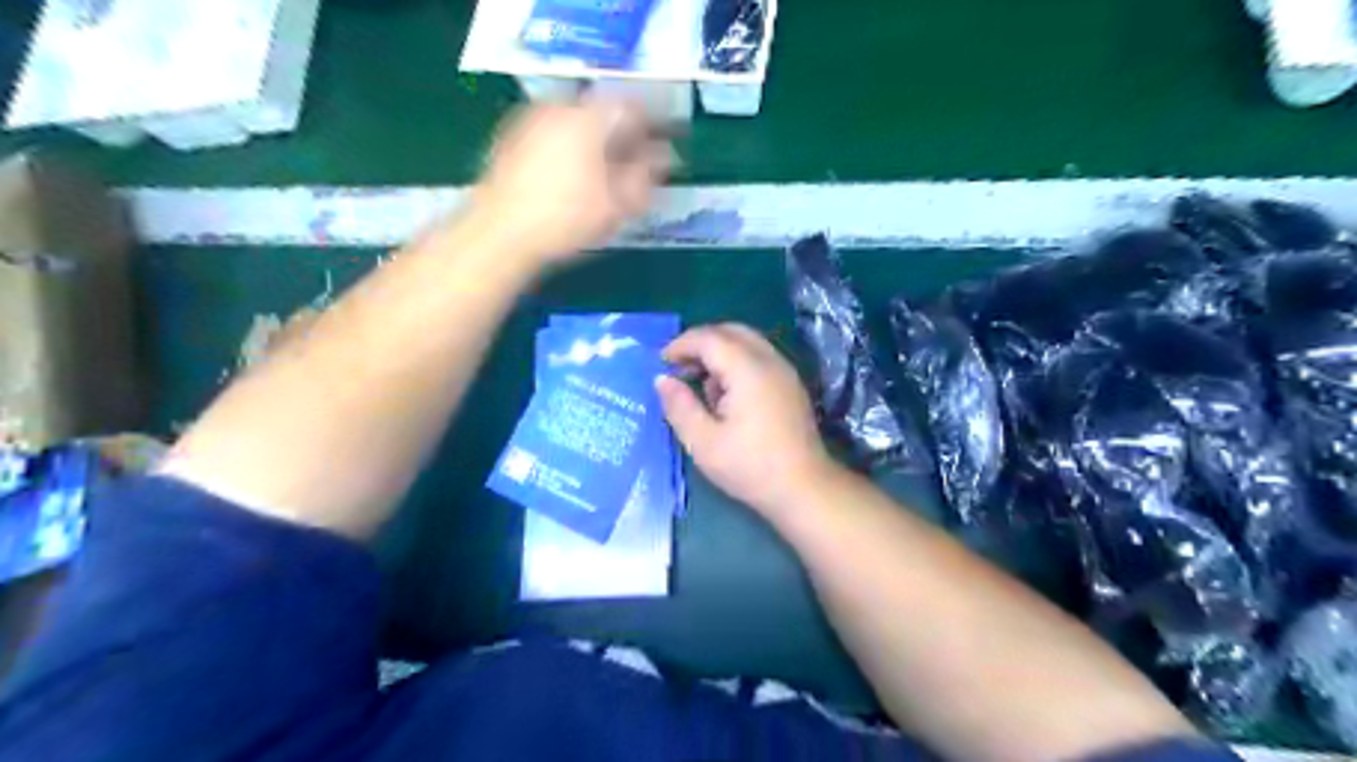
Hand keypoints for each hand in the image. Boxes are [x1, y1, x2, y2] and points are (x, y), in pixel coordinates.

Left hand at [474, 99, 671, 263]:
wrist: (500, 235)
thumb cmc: (566, 220)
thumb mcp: (618, 205)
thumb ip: (646, 176)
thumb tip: (662, 157)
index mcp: (589, 118)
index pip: (631, 106)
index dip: (651, 128)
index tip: (658, 152)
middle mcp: (558, 107)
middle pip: (600, 111)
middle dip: (620, 135)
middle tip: (631, 167)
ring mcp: (529, 121)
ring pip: (573, 122)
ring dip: (592, 143)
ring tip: (600, 178)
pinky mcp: (509, 140)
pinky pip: (550, 135)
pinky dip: (566, 149)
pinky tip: (567, 181)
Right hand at [651, 320, 834, 518]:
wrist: (804, 488)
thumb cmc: (750, 467)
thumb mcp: (703, 442)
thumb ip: (680, 406)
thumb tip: (662, 379)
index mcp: (748, 370)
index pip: (709, 338)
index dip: (681, 344)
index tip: (661, 363)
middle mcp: (770, 361)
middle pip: (730, 331)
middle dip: (700, 342)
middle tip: (678, 366)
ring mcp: (785, 370)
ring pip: (747, 341)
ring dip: (719, 351)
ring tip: (700, 383)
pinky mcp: (790, 384)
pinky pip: (759, 356)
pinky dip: (736, 361)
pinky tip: (726, 394)